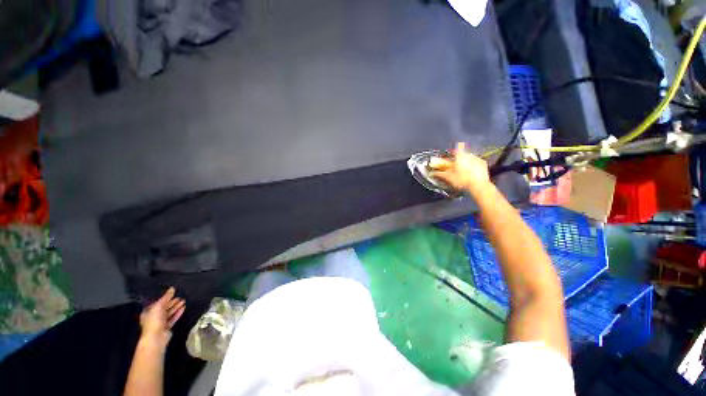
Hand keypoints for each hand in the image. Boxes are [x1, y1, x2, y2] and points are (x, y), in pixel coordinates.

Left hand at [139, 287, 185, 347]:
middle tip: (180, 297)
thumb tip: (172, 288)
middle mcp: (154, 316)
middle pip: (164, 308)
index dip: (165, 298)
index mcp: (148, 312)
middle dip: (172, 302)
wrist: (156, 337)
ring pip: (169, 313)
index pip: (157, 303)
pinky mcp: (167, 327)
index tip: (173, 294)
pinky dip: (178, 313)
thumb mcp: (159, 306)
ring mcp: (160, 322)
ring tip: (184, 301)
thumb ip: (166, 297)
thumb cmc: (154, 321)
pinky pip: (173, 318)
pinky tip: (183, 308)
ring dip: (176, 307)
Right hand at [429, 142, 490, 194]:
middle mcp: (469, 154)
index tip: (449, 157)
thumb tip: (431, 173)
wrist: (479, 186)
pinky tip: (471, 171)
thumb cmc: (461, 180)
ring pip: (469, 157)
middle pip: (461, 154)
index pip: (454, 150)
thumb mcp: (448, 178)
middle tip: (455, 165)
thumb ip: (439, 174)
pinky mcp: (484, 164)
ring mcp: (477, 158)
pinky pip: (476, 162)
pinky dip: (473, 165)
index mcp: (460, 156)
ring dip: (466, 161)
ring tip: (463, 169)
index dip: (451, 153)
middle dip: (458, 158)